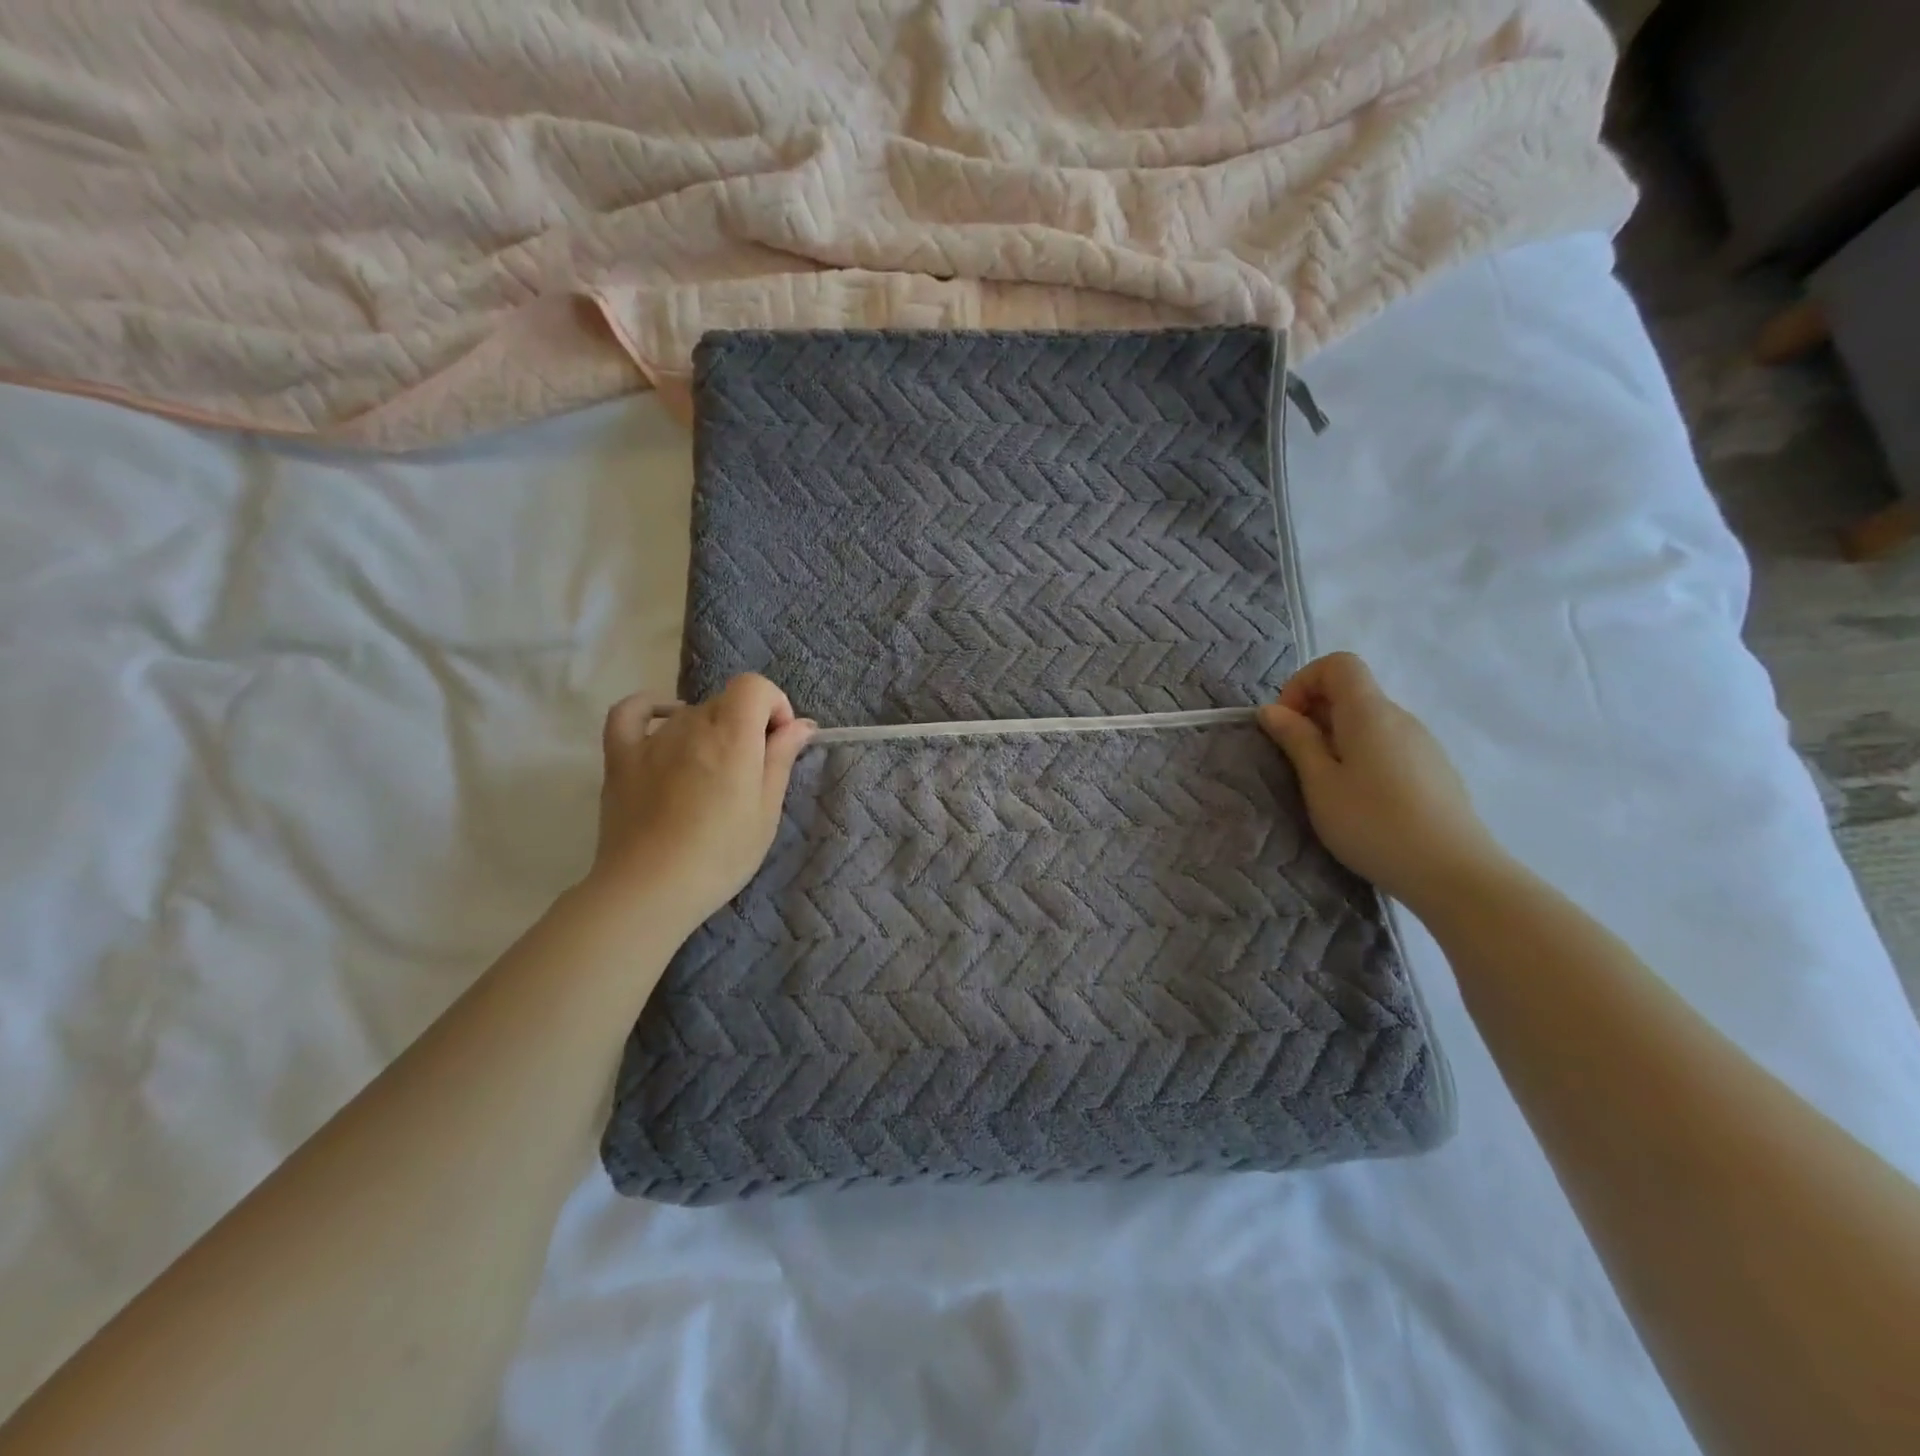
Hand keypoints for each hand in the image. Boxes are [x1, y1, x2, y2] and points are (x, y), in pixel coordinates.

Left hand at [588, 674, 814, 930]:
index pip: (754, 686)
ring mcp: (651, 739)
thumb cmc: (720, 856)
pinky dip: (652, 709)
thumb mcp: (766, 812)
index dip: (774, 705)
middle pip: (726, 702)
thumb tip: (800, 725)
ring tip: (710, 777)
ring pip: (689, 714)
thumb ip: (781, 759)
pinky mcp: (620, 757)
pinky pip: (630, 713)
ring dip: (709, 732)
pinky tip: (665, 725)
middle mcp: (691, 726)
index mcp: (732, 736)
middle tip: (750, 771)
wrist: (649, 890)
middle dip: (746, 724)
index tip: (778, 742)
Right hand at [1257, 652, 1508, 909]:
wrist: (1453, 872)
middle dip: (1315, 714)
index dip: (1303, 683)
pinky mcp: (1433, 770)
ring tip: (1326, 785)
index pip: (1338, 664)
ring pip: (1369, 722)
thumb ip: (1296, 740)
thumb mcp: (1320, 783)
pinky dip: (1362, 755)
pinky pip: (1388, 745)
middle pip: (1352, 692)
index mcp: (1369, 712)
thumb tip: (1273, 710)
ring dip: (1337, 738)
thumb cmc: (1373, 823)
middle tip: (1297, 759)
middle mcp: (1400, 717)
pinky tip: (1361, 799)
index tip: (1287, 723)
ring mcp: (1423, 743)